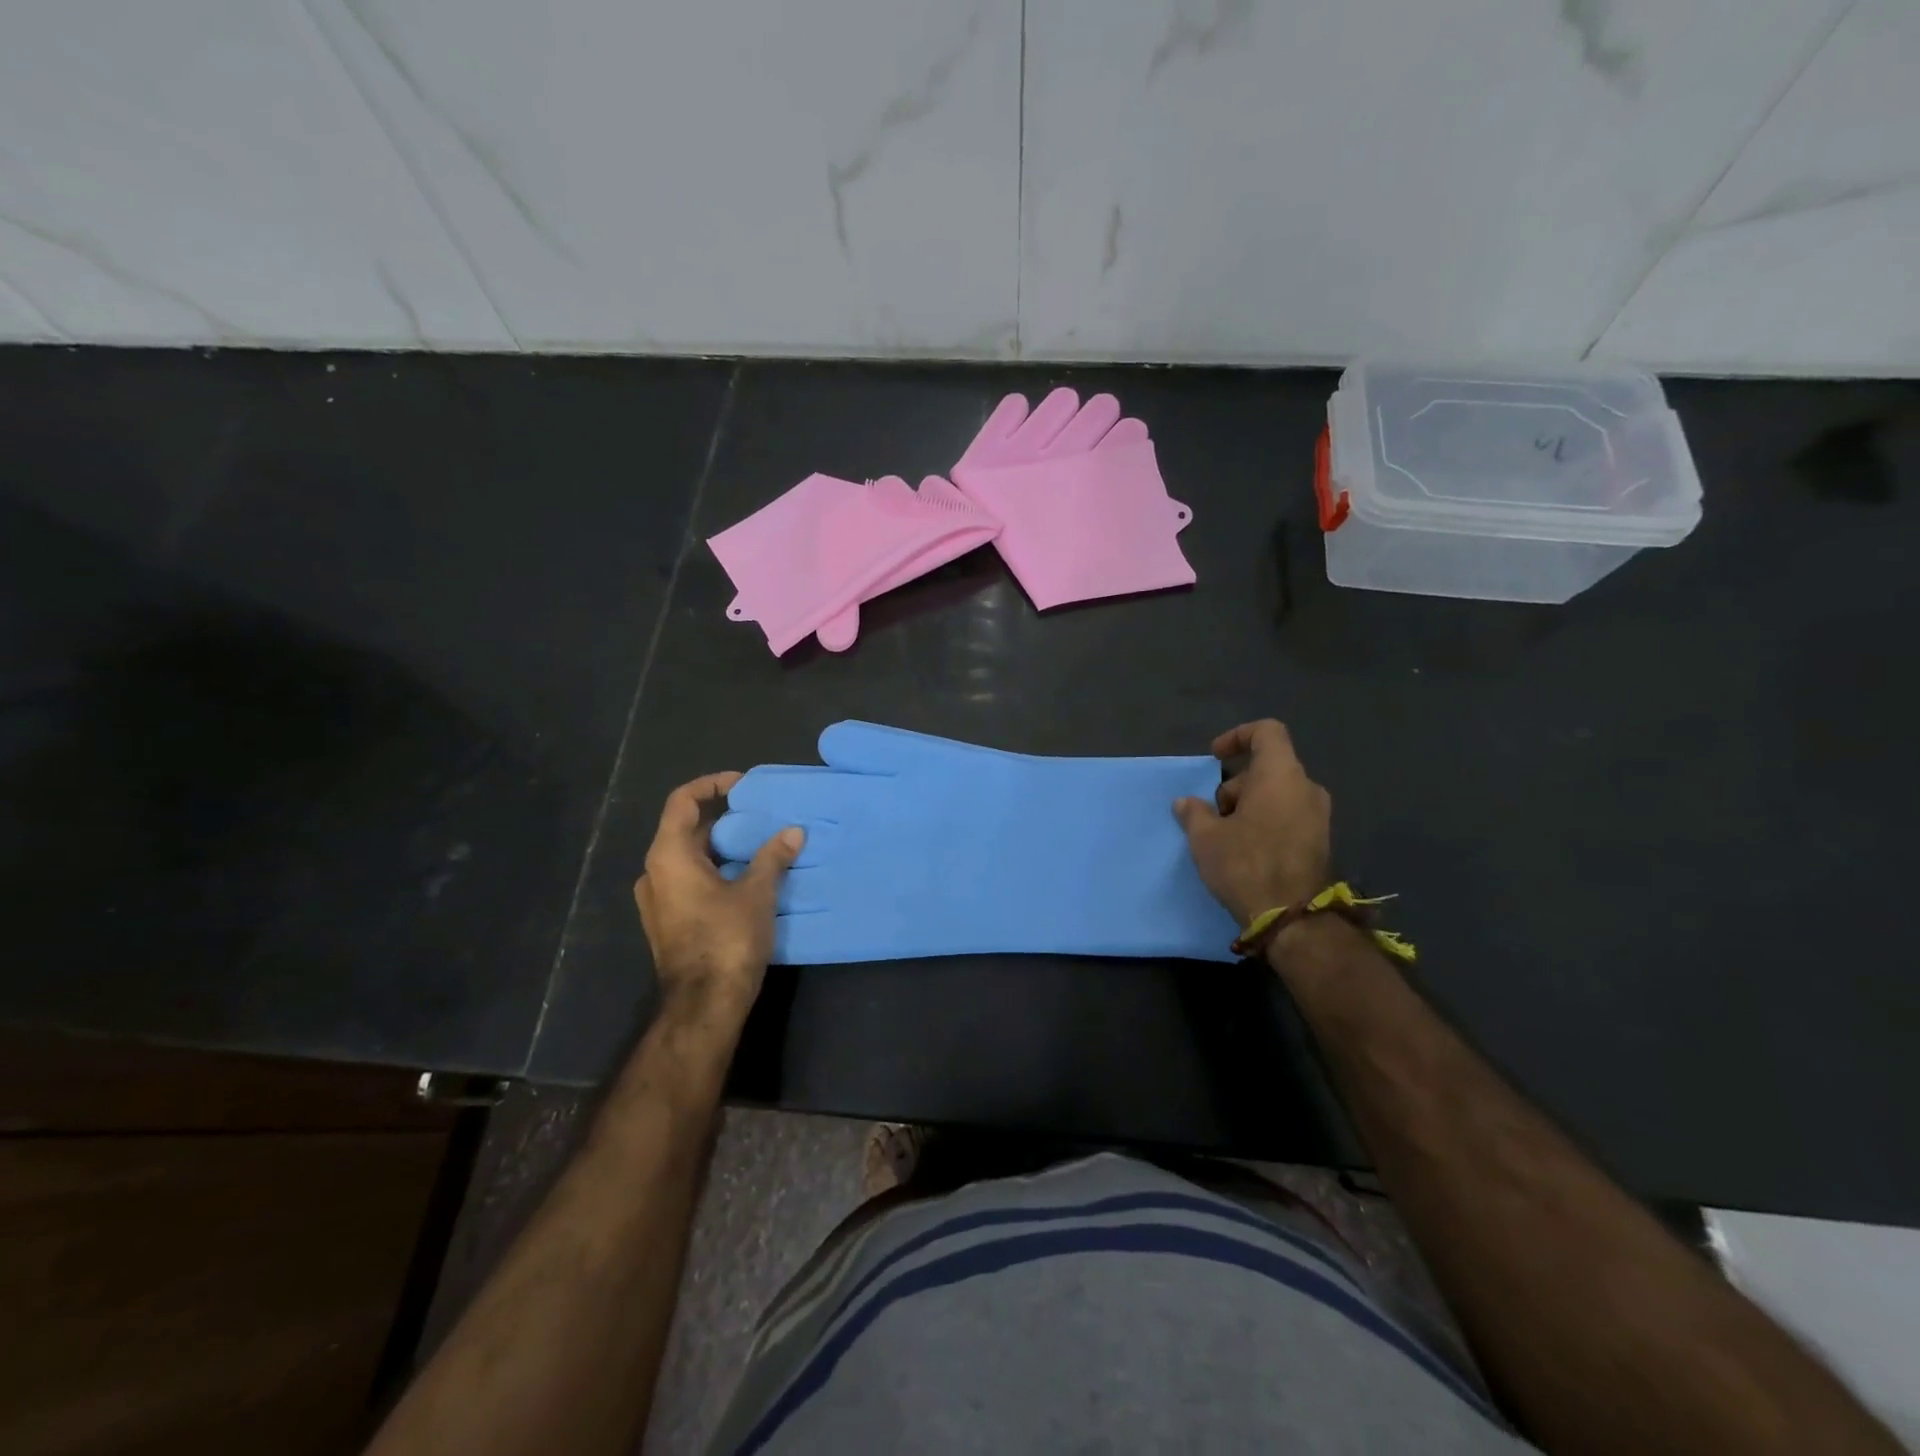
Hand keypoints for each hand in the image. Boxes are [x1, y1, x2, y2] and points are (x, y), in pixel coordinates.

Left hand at [633, 772, 802, 1022]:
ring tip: (759, 844)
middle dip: (723, 818)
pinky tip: (747, 878)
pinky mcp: (667, 921)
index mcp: (668, 856)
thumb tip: (793, 832)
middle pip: (686, 830)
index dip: (711, 785)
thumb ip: (773, 857)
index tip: (743, 785)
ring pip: (688, 857)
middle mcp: (654, 873)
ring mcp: (657, 900)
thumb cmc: (727, 939)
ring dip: (721, 847)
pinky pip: (689, 880)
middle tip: (760, 816)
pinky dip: (715, 869)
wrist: (704, 1004)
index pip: (682, 802)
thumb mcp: (757, 893)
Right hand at [1173, 720, 1330, 926]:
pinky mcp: (1321, 841)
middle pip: (1268, 768)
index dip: (1238, 736)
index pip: (1267, 732)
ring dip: (1249, 805)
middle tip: (1213, 814)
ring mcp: (1319, 815)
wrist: (1292, 918)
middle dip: (1236, 784)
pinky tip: (1246, 850)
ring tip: (1226, 836)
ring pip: (1278, 793)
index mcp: (1281, 775)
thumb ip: (1194, 812)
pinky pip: (1289, 815)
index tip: (1215, 757)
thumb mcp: (1206, 837)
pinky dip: (1266, 821)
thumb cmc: (1246, 865)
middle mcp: (1306, 788)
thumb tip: (1186, 802)